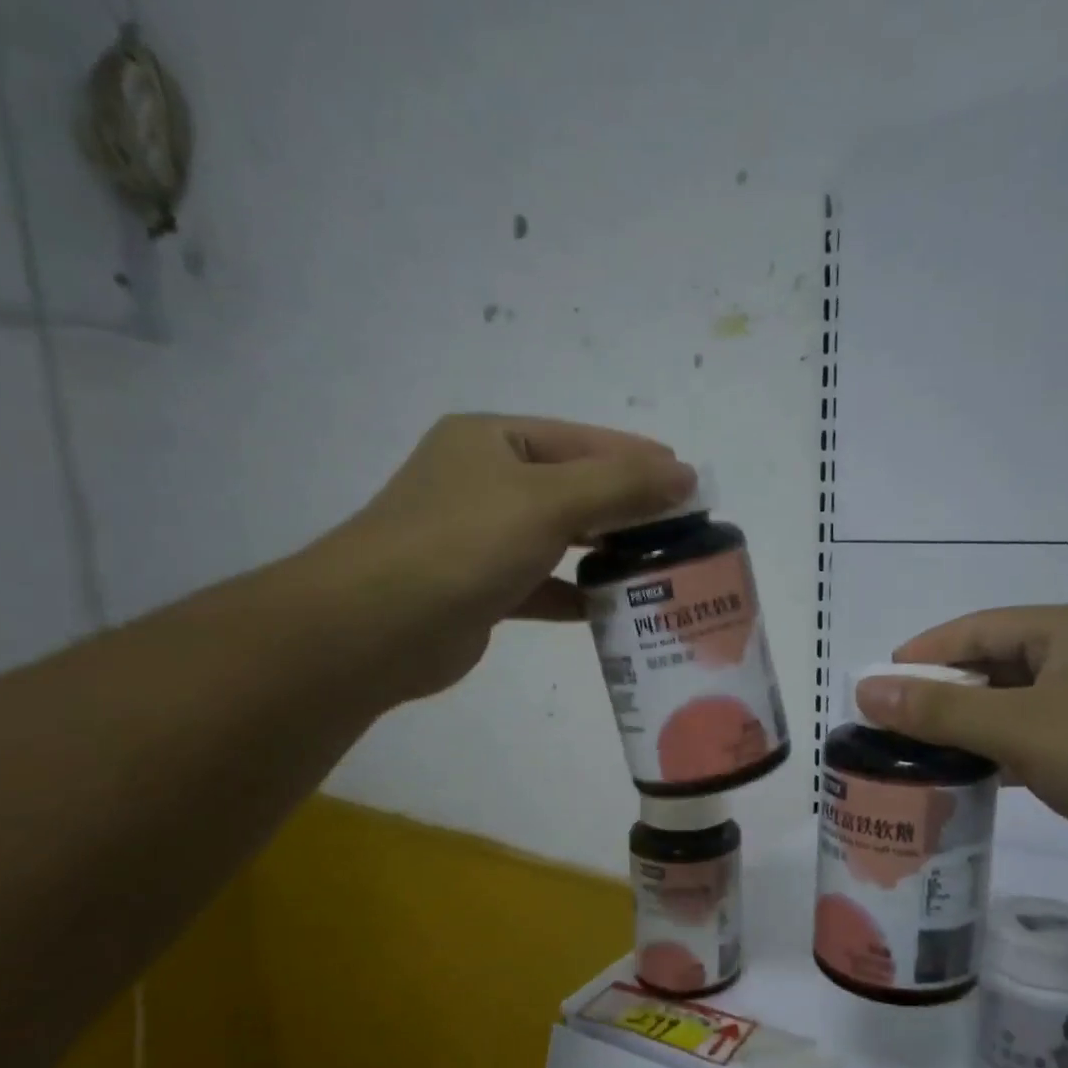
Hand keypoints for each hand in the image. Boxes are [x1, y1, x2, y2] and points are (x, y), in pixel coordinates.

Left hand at [309, 415, 694, 704]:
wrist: (378, 627)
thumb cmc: (464, 544)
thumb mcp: (549, 501)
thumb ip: (620, 485)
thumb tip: (685, 473)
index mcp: (492, 441)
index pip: (581, 440)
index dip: (637, 457)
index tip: (689, 479)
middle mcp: (483, 482)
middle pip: (572, 487)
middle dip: (627, 506)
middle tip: (682, 525)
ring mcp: (479, 537)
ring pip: (558, 538)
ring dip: (605, 551)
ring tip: (658, 565)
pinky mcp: (481, 589)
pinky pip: (542, 583)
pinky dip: (576, 593)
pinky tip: (613, 607)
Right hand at [854, 606, 1067, 877]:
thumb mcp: (1021, 728)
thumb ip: (940, 708)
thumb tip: (865, 689)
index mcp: (1065, 631)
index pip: (973, 630)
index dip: (921, 655)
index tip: (876, 688)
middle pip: (991, 666)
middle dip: (940, 694)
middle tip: (891, 727)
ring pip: (1012, 706)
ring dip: (968, 727)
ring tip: (918, 755)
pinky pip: (1036, 739)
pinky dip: (1001, 753)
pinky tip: (971, 779)